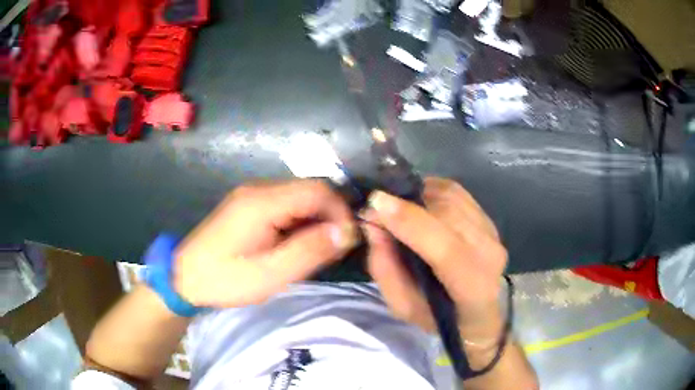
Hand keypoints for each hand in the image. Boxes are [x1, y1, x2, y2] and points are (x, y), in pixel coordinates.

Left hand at [173, 180, 358, 307]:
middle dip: (331, 216)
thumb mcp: (269, 274)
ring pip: (301, 196)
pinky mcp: (250, 204)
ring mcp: (253, 194)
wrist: (183, 275)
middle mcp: (259, 188)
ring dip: (317, 219)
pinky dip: (301, 221)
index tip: (348, 240)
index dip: (340, 211)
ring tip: (320, 249)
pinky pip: (287, 204)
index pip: (317, 190)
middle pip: (310, 189)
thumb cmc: (224, 279)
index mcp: (262, 202)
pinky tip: (299, 242)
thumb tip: (346, 231)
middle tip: (336, 248)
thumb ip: (308, 251)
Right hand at [362, 177, 506, 339]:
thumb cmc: (437, 317)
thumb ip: (386, 270)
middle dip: (407, 203)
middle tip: (376, 206)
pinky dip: (431, 190)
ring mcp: (493, 232)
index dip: (411, 222)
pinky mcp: (488, 219)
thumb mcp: (403, 307)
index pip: (447, 249)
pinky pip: (456, 192)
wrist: (478, 313)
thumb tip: (373, 226)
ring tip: (395, 204)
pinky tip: (416, 201)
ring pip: (452, 197)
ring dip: (417, 194)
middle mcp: (489, 253)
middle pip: (448, 214)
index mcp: (473, 287)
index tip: (376, 202)